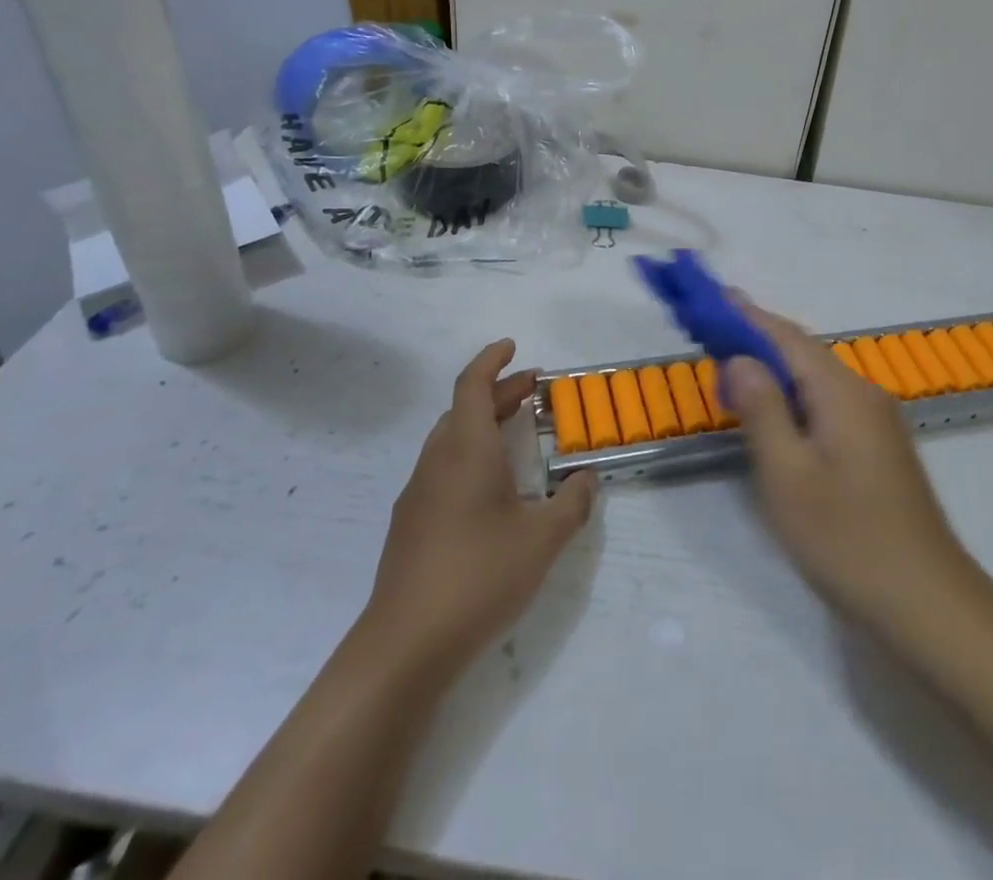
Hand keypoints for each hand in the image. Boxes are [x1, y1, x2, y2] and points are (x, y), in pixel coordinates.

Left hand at [363, 339, 596, 677]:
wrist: (404, 645)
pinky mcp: (409, 524)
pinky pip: (442, 468)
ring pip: (450, 439)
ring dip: (482, 424)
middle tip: (534, 392)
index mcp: (466, 450)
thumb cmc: (478, 577)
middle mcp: (437, 461)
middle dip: (498, 393)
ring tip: (516, 434)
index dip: (492, 360)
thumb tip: (588, 478)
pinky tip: (490, 490)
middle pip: (464, 409)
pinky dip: (469, 455)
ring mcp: (418, 493)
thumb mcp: (542, 540)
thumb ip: (572, 504)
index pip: (472, 385)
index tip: (512, 347)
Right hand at [725, 303, 982, 644]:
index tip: (713, 297)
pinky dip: (793, 395)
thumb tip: (739, 358)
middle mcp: (864, 394)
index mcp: (842, 392)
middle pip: (803, 353)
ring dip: (774, 369)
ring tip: (732, 368)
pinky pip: (827, 402)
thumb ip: (762, 410)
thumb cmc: (848, 540)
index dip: (747, 316)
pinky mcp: (878, 447)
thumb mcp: (788, 476)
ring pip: (816, 379)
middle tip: (711, 334)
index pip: (787, 337)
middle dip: (757, 339)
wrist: (929, 605)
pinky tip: (775, 413)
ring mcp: (876, 421)